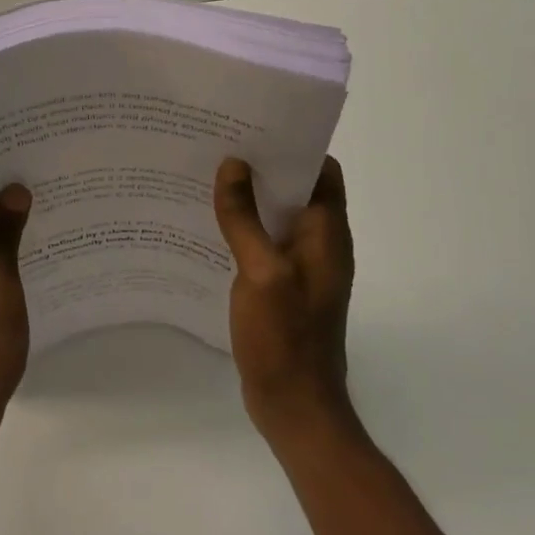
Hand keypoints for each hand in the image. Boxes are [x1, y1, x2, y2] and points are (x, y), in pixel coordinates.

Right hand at [213, 156, 356, 441]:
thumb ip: (245, 218)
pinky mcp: (283, 286)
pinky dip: (243, 227)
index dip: (294, 145)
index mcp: (327, 234)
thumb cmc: (285, 337)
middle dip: (263, 166)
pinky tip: (209, 224)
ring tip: (207, 176)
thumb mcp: (261, 272)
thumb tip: (233, 164)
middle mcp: (320, 244)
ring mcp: (301, 267)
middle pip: (297, 189)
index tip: (254, 127)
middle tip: (219, 145)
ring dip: (250, 197)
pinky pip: (264, 242)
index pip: (322, 171)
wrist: (295, 407)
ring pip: (277, 215)